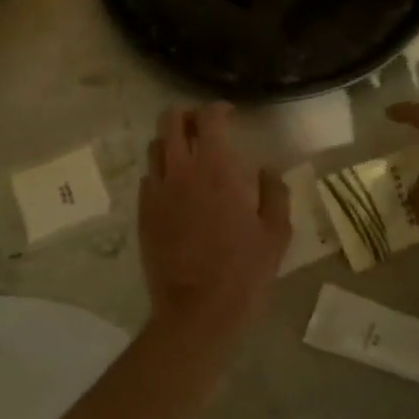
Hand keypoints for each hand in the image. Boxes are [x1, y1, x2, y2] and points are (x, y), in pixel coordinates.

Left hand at [140, 104, 290, 332]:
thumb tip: (266, 169)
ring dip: (172, 142)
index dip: (218, 109)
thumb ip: (273, 191)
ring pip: (155, 147)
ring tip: (188, 155)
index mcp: (217, 169)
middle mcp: (181, 171)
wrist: (197, 310)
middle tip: (203, 126)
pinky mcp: (143, 213)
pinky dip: (162, 173)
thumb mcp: (276, 232)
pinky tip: (176, 190)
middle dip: (187, 115)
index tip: (229, 114)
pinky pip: (148, 179)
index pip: (209, 118)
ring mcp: (156, 192)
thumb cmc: (244, 271)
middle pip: (171, 121)